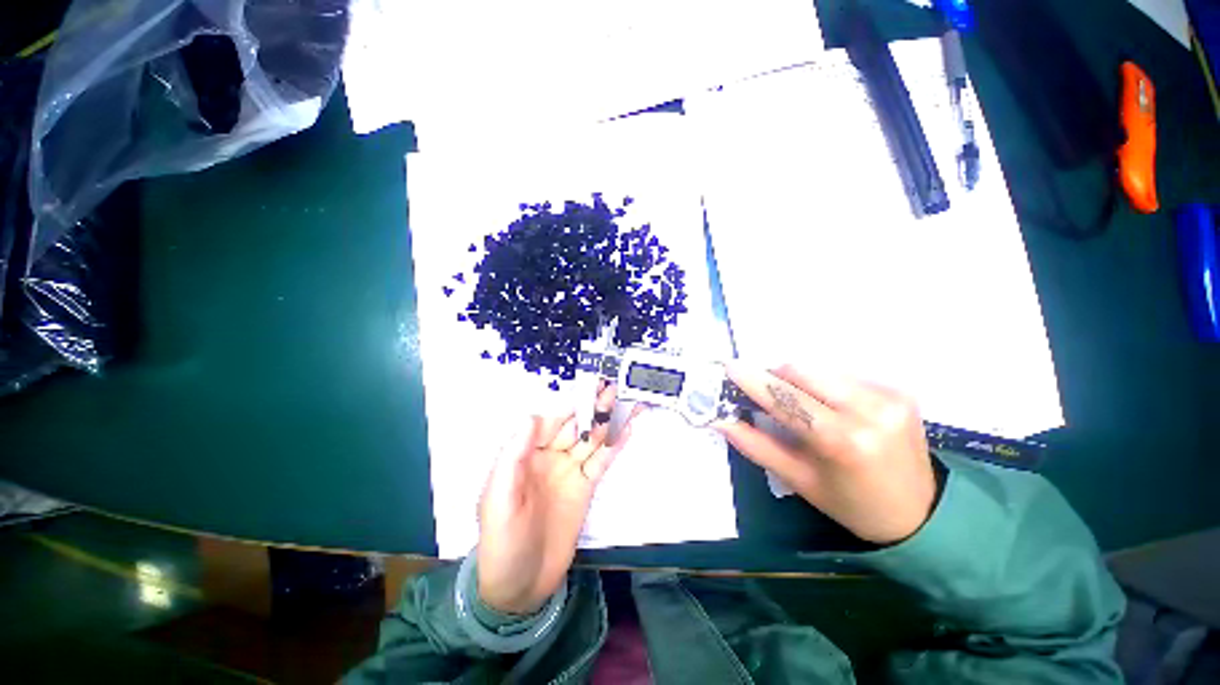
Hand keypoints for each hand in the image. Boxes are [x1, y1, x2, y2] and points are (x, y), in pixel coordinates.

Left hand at [477, 383, 637, 614]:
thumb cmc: (502, 541)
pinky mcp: (586, 487)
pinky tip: (627, 428)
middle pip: (574, 426)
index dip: (569, 405)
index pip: (550, 422)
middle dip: (592, 406)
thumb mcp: (499, 497)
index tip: (588, 388)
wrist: (520, 586)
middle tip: (613, 385)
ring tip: (626, 399)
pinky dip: (615, 445)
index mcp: (526, 455)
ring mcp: (570, 471)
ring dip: (608, 420)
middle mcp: (550, 457)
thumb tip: (532, 416)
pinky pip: (602, 461)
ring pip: (592, 439)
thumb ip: (514, 455)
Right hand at [717, 363, 936, 544]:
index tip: (729, 367)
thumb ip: (755, 445)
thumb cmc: (851, 504)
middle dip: (776, 378)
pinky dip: (825, 386)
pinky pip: (844, 375)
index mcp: (842, 441)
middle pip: (802, 371)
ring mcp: (889, 397)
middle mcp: (870, 410)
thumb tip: (720, 420)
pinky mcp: (900, 391)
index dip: (754, 380)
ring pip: (821, 369)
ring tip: (802, 406)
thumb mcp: (798, 480)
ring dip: (800, 381)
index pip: (786, 398)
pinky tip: (832, 408)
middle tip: (767, 395)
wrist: (921, 514)